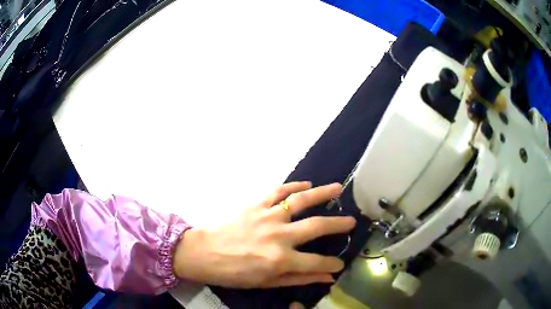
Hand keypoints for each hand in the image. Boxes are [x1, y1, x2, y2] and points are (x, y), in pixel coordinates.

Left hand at [173, 181, 354, 287]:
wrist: (204, 253)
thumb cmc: (234, 273)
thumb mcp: (267, 282)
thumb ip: (299, 279)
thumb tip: (327, 277)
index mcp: (281, 260)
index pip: (317, 262)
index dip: (332, 263)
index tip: (341, 263)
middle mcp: (279, 236)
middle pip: (317, 226)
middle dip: (338, 224)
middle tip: (351, 221)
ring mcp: (268, 216)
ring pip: (300, 201)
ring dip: (322, 194)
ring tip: (338, 188)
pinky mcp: (255, 204)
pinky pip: (278, 191)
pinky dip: (293, 186)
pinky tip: (305, 184)